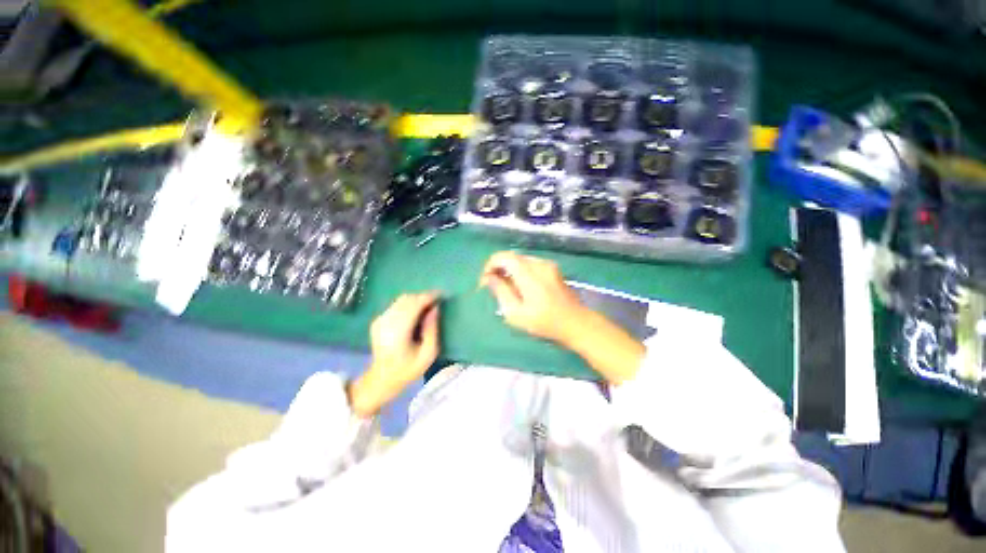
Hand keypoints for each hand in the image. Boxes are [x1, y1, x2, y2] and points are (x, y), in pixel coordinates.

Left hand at [349, 293, 440, 416]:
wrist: (382, 378)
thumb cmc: (408, 369)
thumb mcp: (428, 353)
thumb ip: (432, 329)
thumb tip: (435, 308)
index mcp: (398, 331)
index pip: (414, 305)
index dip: (429, 297)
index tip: (442, 295)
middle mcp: (386, 321)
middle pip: (407, 299)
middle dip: (423, 297)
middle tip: (437, 301)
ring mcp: (380, 320)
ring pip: (401, 299)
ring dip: (416, 299)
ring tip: (428, 306)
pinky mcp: (378, 320)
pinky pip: (396, 304)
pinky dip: (409, 304)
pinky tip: (416, 312)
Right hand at [480, 251, 644, 384]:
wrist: (576, 323)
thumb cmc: (544, 322)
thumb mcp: (516, 313)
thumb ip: (501, 292)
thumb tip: (489, 278)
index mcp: (529, 274)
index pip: (503, 257)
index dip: (490, 265)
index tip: (485, 281)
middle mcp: (538, 264)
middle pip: (511, 257)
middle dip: (498, 268)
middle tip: (493, 286)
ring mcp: (548, 265)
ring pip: (520, 260)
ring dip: (509, 270)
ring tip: (506, 289)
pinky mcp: (553, 269)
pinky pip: (530, 265)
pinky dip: (520, 272)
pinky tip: (521, 287)